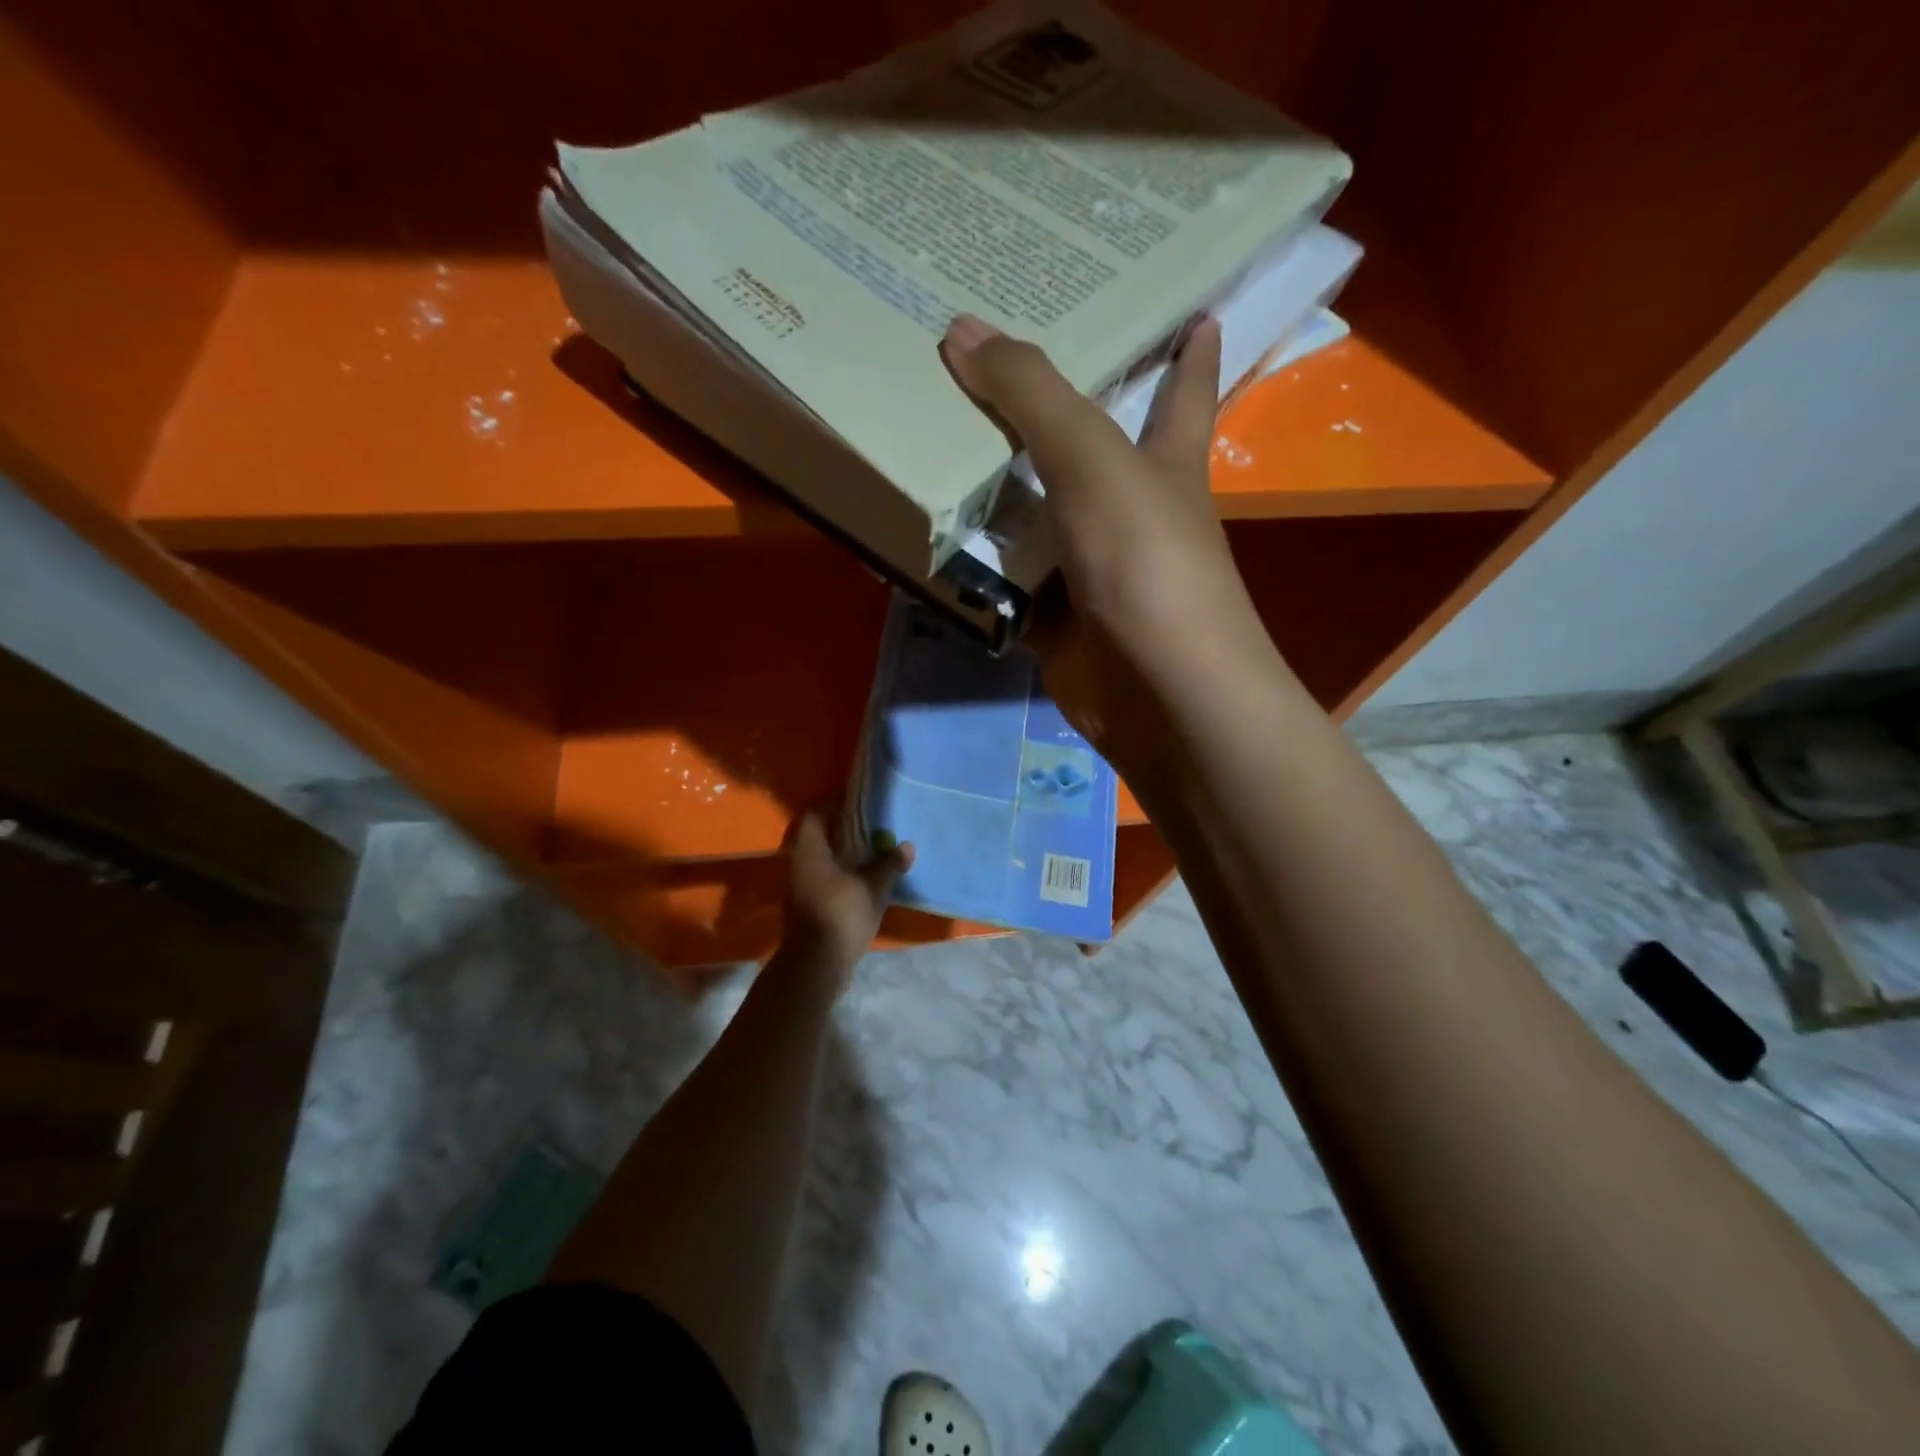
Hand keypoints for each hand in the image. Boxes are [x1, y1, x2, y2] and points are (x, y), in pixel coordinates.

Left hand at [778, 812, 913, 986]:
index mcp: (810, 850)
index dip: (834, 805)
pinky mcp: (807, 907)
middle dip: (843, 832)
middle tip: (871, 827)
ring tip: (873, 853)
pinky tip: (864, 880)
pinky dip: (842, 876)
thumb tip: (907, 845)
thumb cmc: (841, 914)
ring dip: (844, 856)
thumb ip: (889, 864)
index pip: (816, 815)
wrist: (816, 964)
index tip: (858, 803)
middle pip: (820, 838)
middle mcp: (800, 864)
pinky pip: (825, 880)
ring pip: (823, 861)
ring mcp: (801, 887)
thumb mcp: (874, 887)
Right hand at [939, 314, 1275, 765]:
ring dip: (987, 494)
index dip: (1192, 351)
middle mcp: (1128, 512)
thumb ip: (1032, 397)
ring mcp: (1089, 570)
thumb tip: (962, 329)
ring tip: (928, 441)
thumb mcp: (1094, 463)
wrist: (1157, 692)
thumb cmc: (1147, 562)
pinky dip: (969, 570)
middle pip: (1080, 450)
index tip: (1195, 306)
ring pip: (1030, 520)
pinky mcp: (1054, 619)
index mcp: (1163, 462)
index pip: (1184, 391)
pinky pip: (1003, 584)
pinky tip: (922, 540)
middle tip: (985, 363)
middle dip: (1043, 415)